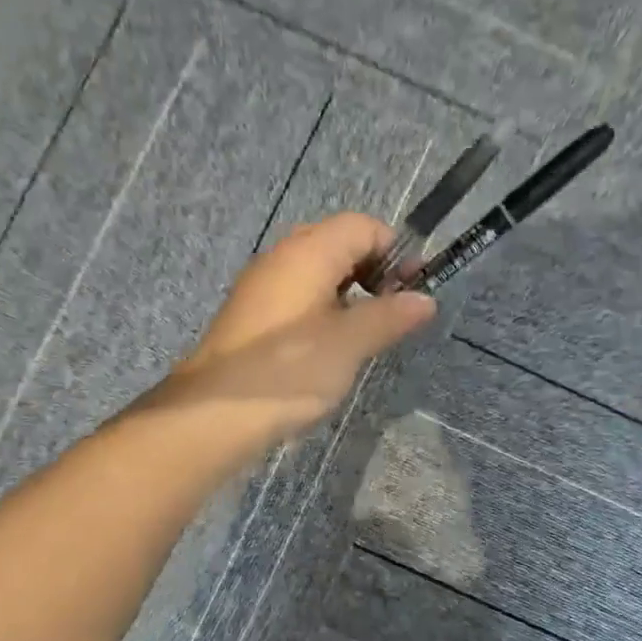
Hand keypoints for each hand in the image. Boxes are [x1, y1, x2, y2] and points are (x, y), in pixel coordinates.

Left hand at [155, 213, 435, 445]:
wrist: (215, 414)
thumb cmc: (289, 370)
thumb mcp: (350, 343)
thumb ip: (390, 316)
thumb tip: (426, 300)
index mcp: (309, 252)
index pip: (364, 226)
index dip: (396, 251)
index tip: (414, 290)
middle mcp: (283, 257)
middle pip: (341, 243)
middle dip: (376, 270)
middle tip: (394, 310)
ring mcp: (264, 285)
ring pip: (320, 270)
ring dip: (353, 292)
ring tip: (370, 330)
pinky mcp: (255, 314)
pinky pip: (301, 294)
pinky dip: (327, 307)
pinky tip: (335, 344)